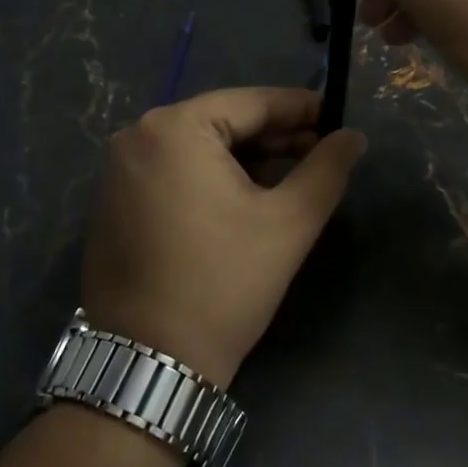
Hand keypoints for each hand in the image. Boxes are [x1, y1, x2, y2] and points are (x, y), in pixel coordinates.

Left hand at [80, 87, 366, 387]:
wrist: (148, 363)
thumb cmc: (223, 283)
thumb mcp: (289, 223)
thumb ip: (327, 169)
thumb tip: (354, 136)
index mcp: (175, 128)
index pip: (250, 103)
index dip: (299, 108)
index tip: (337, 116)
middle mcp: (137, 136)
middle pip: (221, 121)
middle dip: (274, 136)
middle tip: (320, 150)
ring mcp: (118, 170)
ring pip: (198, 147)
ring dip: (245, 157)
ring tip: (291, 174)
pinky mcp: (113, 201)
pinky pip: (173, 170)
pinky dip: (211, 175)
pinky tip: (245, 195)